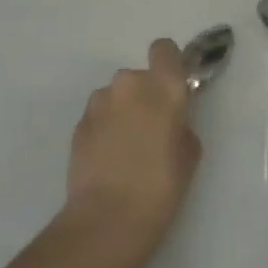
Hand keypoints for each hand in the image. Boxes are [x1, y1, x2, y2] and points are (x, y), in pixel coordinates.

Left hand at [64, 39, 201, 267]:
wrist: (107, 219)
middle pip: (138, 77)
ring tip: (126, 149)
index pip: (164, 49)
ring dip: (121, 112)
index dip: (168, 64)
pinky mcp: (78, 124)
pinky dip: (104, 130)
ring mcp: (99, 103)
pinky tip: (108, 160)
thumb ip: (181, 122)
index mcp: (163, 85)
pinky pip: (98, 117)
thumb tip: (170, 120)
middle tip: (151, 130)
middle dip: (144, 96)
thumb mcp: (190, 152)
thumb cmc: (161, 185)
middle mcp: (129, 83)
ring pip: (115, 97)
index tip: (172, 88)